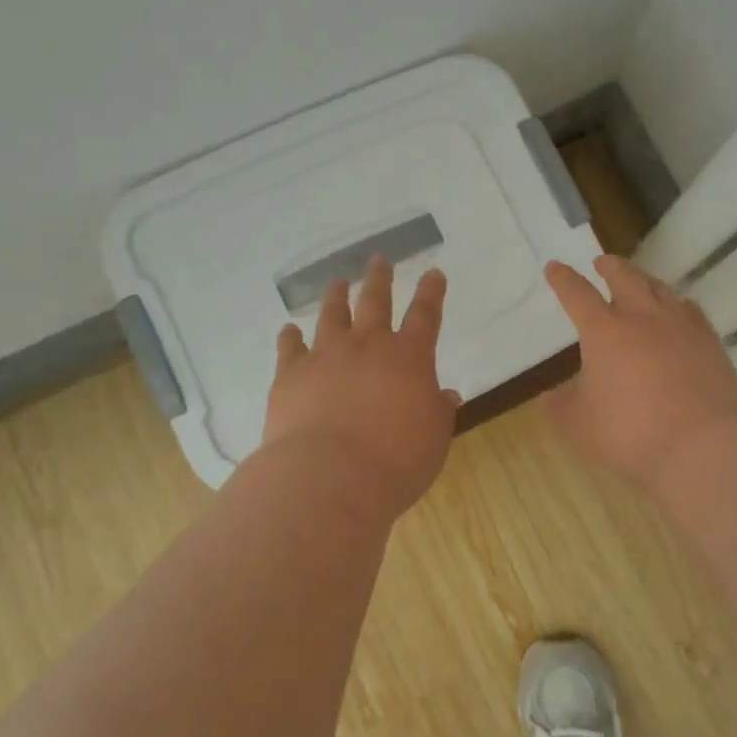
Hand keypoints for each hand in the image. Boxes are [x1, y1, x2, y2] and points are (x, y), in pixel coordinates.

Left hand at [260, 256, 461, 518]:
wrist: (330, 477)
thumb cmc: (395, 462)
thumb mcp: (433, 440)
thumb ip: (438, 412)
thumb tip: (447, 395)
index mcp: (409, 358)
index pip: (426, 315)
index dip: (432, 292)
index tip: (434, 272)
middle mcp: (368, 346)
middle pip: (375, 301)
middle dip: (380, 278)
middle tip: (380, 259)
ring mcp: (326, 355)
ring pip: (332, 315)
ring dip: (336, 296)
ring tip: (337, 282)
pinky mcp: (291, 374)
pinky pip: (290, 347)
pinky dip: (290, 337)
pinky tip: (289, 330)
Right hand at [542, 255, 736, 483]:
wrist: (702, 446)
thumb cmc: (630, 432)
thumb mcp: (578, 425)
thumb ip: (560, 406)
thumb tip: (551, 395)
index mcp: (604, 331)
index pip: (578, 294)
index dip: (563, 279)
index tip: (554, 267)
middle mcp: (643, 318)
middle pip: (625, 278)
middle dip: (610, 267)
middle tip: (602, 262)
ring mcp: (682, 328)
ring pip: (661, 289)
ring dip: (644, 279)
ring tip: (639, 279)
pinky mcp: (711, 344)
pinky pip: (692, 311)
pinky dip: (678, 304)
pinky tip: (680, 310)